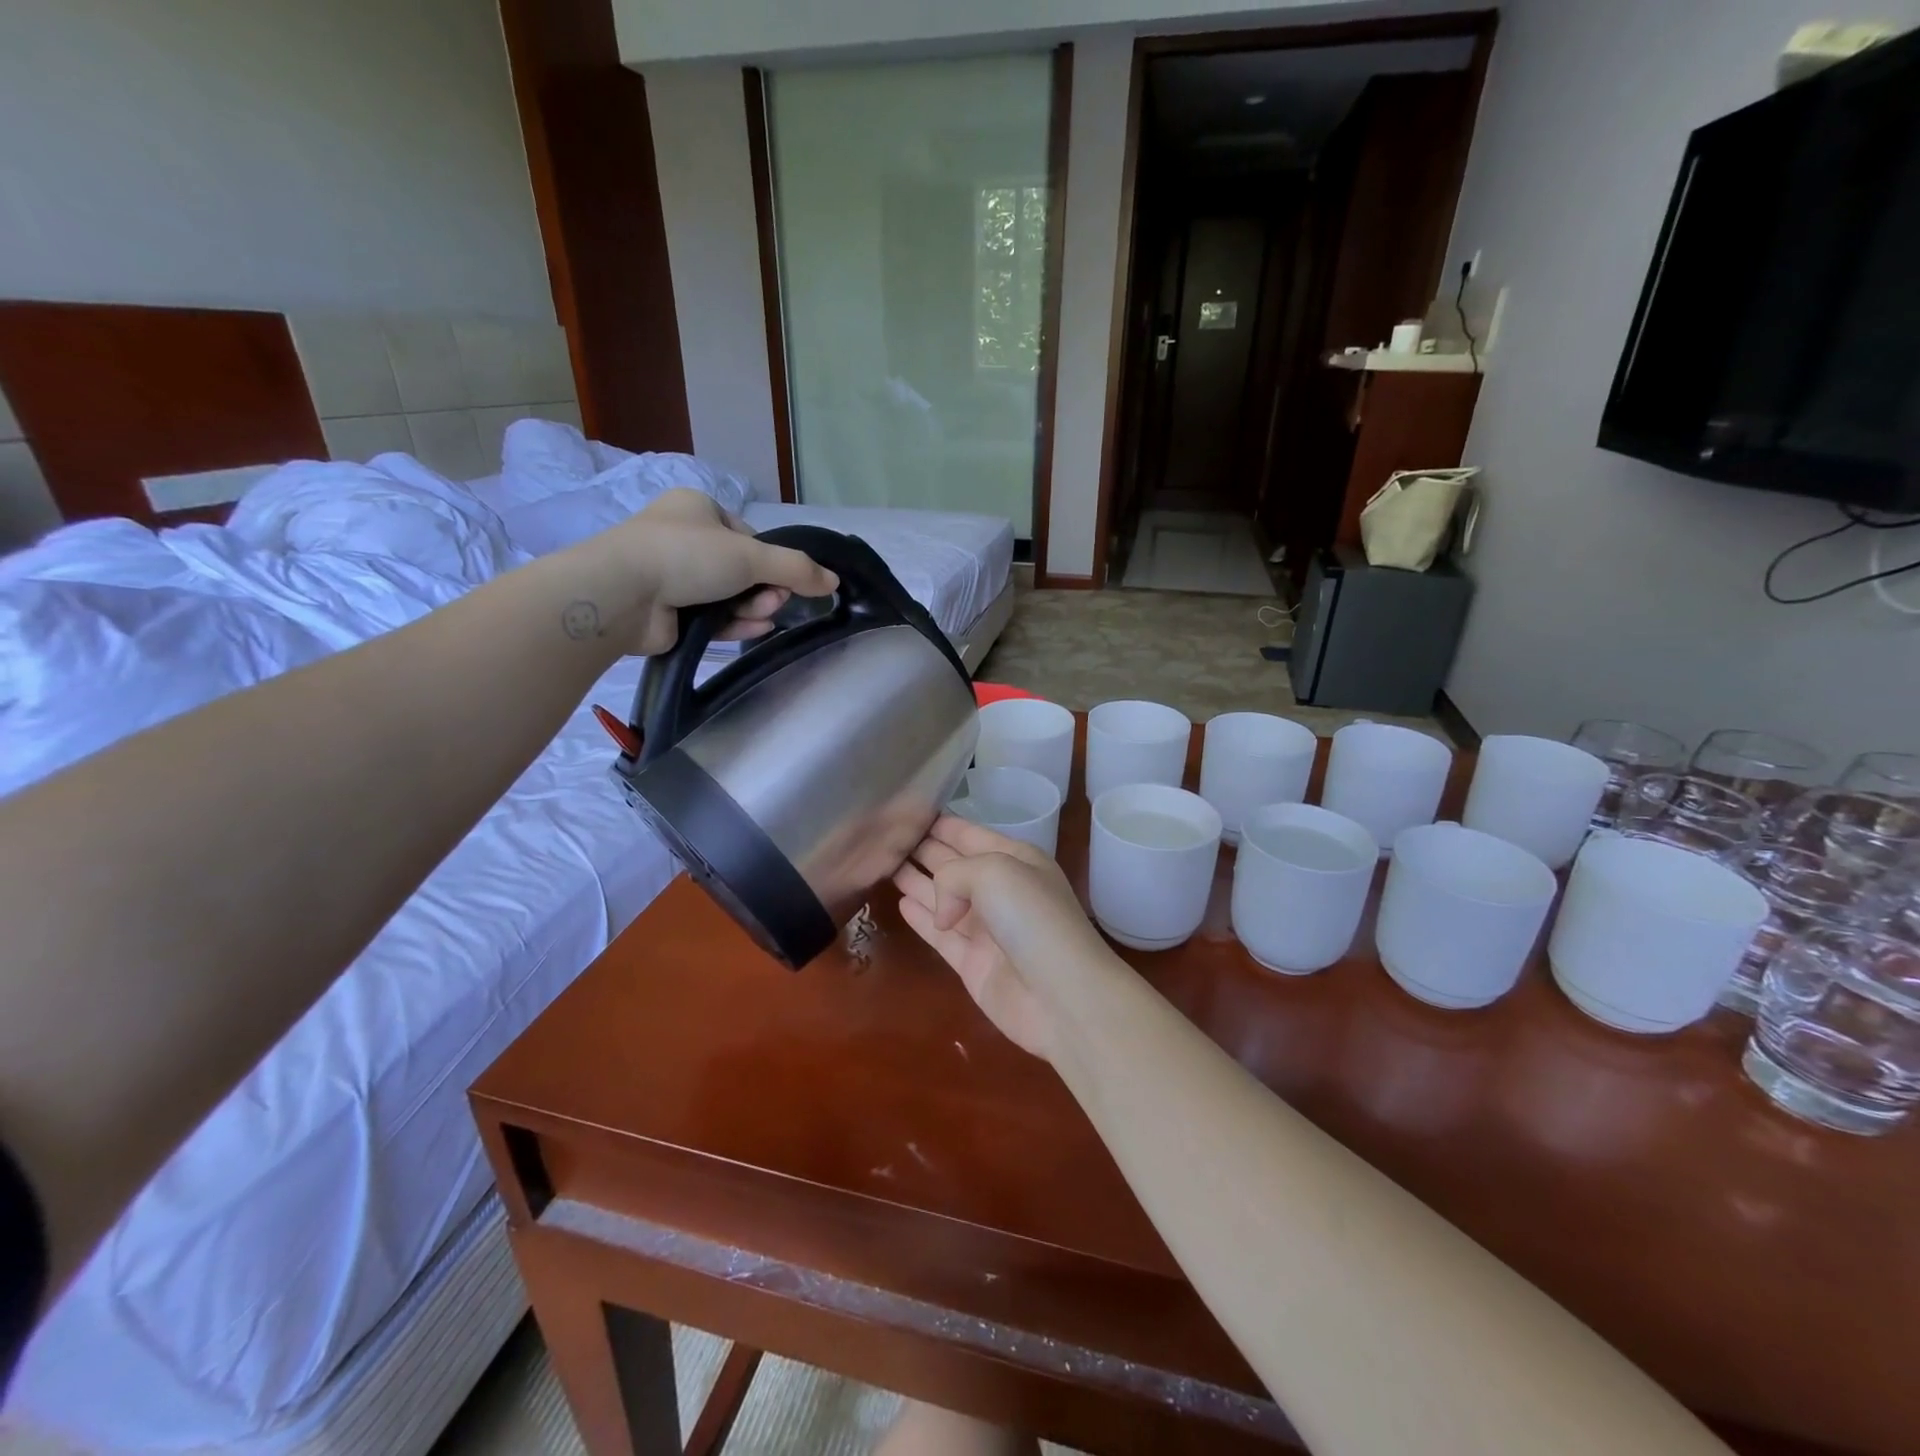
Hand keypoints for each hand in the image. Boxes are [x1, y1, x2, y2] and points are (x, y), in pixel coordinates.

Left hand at [591, 489, 838, 654]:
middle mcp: (684, 539)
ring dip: (753, 606)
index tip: (784, 578)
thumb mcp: (751, 554)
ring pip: (729, 596)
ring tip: (764, 616)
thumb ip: (796, 568)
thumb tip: (834, 581)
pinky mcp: (668, 612)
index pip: (748, 536)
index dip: (770, 560)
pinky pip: (712, 617)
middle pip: (742, 569)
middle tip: (775, 600)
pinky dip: (735, 623)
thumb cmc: (687, 555)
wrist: (623, 593)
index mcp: (698, 509)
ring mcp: (673, 577)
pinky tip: (756, 629)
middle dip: (764, 588)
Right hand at [893, 816, 1111, 1060]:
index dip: (942, 824)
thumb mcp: (995, 871)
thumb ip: (953, 874)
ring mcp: (986, 929)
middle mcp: (1000, 891)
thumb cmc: (1033, 919)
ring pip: (943, 898)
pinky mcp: (973, 964)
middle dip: (925, 849)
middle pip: (954, 864)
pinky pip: (940, 935)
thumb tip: (942, 910)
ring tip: (885, 865)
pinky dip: (921, 918)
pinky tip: (901, 903)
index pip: (970, 834)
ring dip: (917, 881)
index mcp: (1015, 860)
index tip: (909, 813)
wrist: (1062, 997)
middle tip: (887, 838)